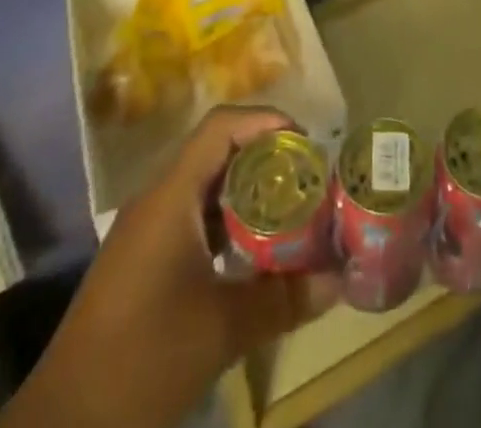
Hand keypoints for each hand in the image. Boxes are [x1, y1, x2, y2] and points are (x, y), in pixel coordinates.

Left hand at [0, 107, 336, 427]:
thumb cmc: (143, 360)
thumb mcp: (222, 329)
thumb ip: (283, 299)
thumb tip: (338, 282)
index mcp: (170, 196)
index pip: (221, 126)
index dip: (266, 121)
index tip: (306, 141)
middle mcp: (156, 200)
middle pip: (217, 151)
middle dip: (265, 157)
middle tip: (307, 177)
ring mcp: (145, 232)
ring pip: (205, 187)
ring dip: (247, 191)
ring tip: (290, 209)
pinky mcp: (141, 262)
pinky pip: (192, 218)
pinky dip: (227, 221)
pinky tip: (252, 253)